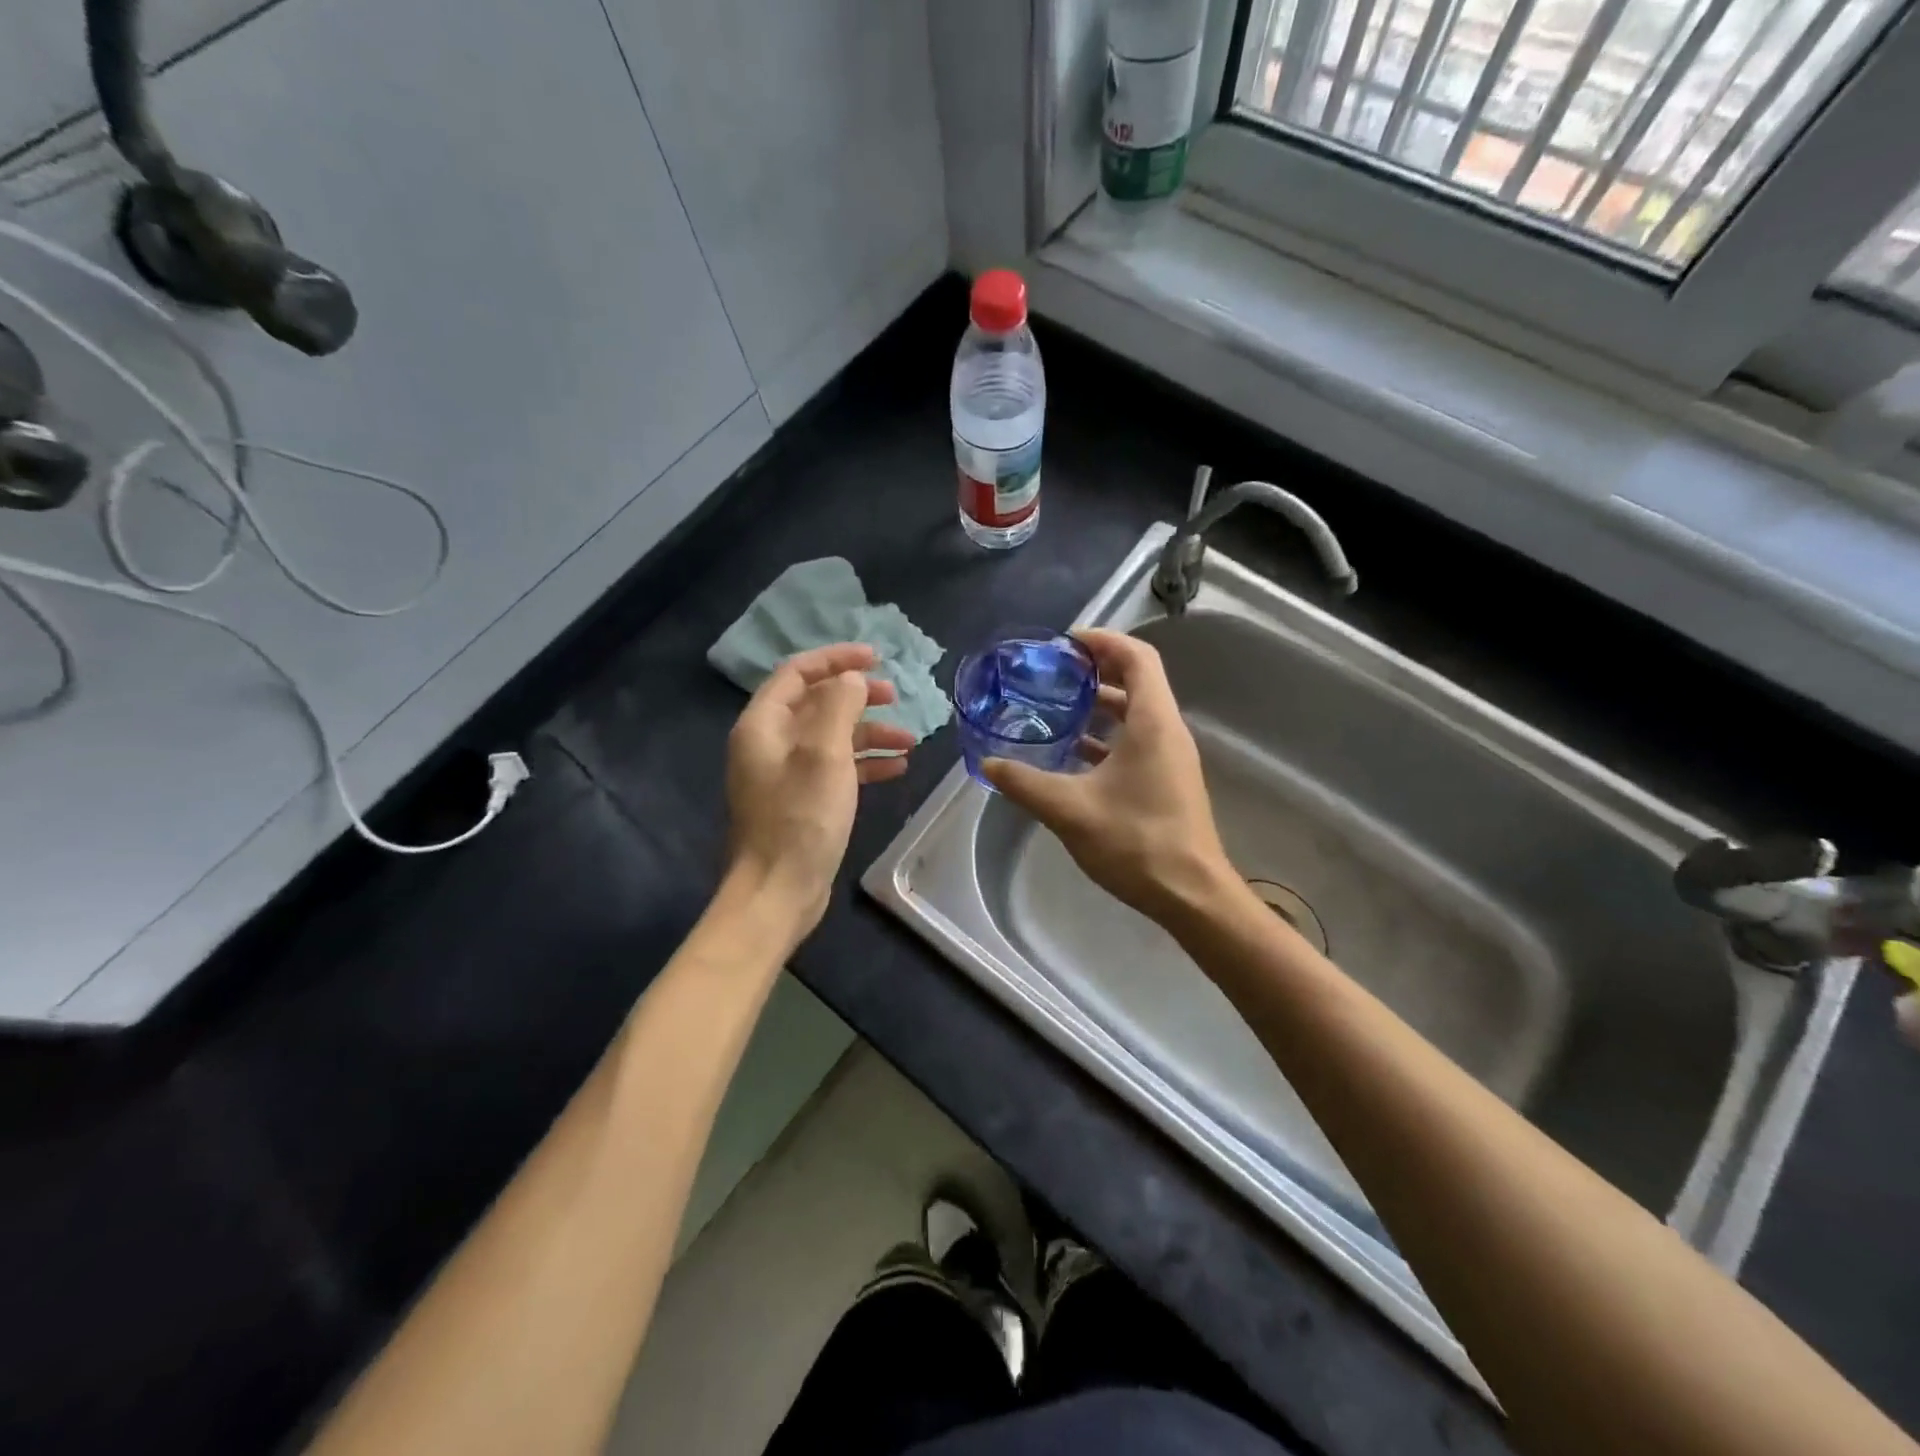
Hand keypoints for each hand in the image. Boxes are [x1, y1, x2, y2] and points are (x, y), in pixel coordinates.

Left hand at [725, 643, 913, 936]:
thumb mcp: (824, 754)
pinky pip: (835, 768)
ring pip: (831, 737)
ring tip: (910, 741)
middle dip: (858, 696)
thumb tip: (852, 679)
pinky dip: (864, 763)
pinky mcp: (802, 801)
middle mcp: (769, 743)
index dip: (836, 659)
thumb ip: (839, 706)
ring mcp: (785, 774)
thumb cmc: (801, 819)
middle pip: (817, 703)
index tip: (876, 656)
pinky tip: (897, 768)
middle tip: (896, 696)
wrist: (779, 891)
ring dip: (869, 734)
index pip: (798, 673)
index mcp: (763, 725)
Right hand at [983, 629, 1234, 925]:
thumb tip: (987, 765)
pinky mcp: (1167, 781)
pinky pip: (1137, 741)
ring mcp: (1171, 757)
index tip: (1065, 643)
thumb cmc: (1137, 842)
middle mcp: (1167, 730)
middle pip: (1137, 680)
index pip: (1137, 657)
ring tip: (1057, 708)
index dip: (1103, 641)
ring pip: (1136, 713)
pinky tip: (1073, 754)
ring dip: (1100, 705)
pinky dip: (1107, 736)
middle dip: (1096, 670)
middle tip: (1054, 672)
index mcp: (1153, 722)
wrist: (1191, 895)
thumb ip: (1025, 783)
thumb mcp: (1070, 810)